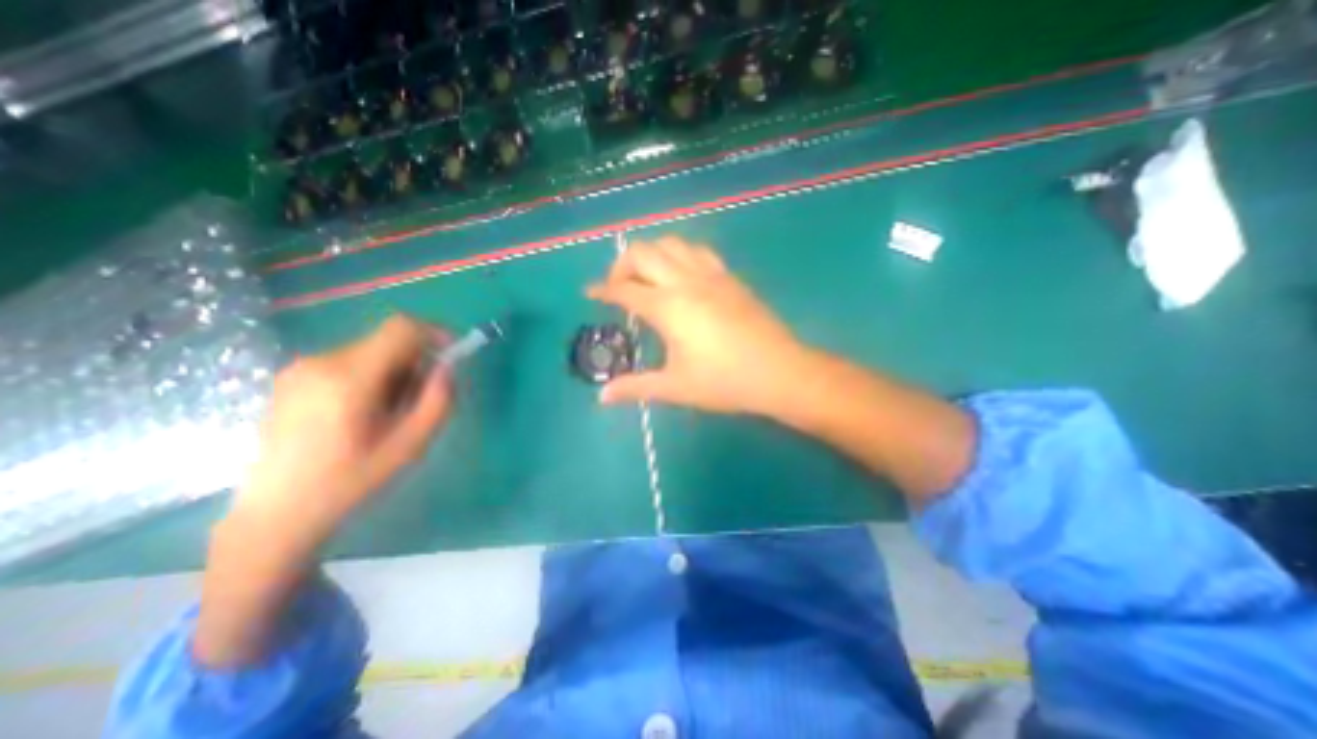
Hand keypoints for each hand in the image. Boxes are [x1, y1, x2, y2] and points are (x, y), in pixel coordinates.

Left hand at [237, 316, 458, 545]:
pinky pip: (349, 361)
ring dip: (394, 370)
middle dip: (415, 361)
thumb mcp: (411, 445)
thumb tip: (446, 368)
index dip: (434, 333)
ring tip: (389, 411)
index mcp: (349, 379)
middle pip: (388, 341)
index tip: (451, 355)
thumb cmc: (351, 481)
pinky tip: (363, 411)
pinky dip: (372, 375)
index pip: (401, 328)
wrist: (277, 512)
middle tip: (419, 398)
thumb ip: (438, 401)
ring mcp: (300, 368)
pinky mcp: (292, 377)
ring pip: (370, 351)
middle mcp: (321, 362)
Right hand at [590, 238, 812, 416]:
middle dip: (621, 265)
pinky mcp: (730, 277)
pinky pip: (698, 251)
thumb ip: (635, 387)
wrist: (779, 371)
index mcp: (668, 307)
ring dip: (651, 254)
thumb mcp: (675, 387)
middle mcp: (685, 281)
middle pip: (643, 252)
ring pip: (671, 243)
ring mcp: (711, 275)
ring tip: (647, 277)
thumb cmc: (724, 381)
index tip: (590, 293)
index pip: (624, 288)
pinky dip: (679, 254)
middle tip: (618, 288)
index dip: (602, 289)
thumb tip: (602, 396)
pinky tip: (681, 275)